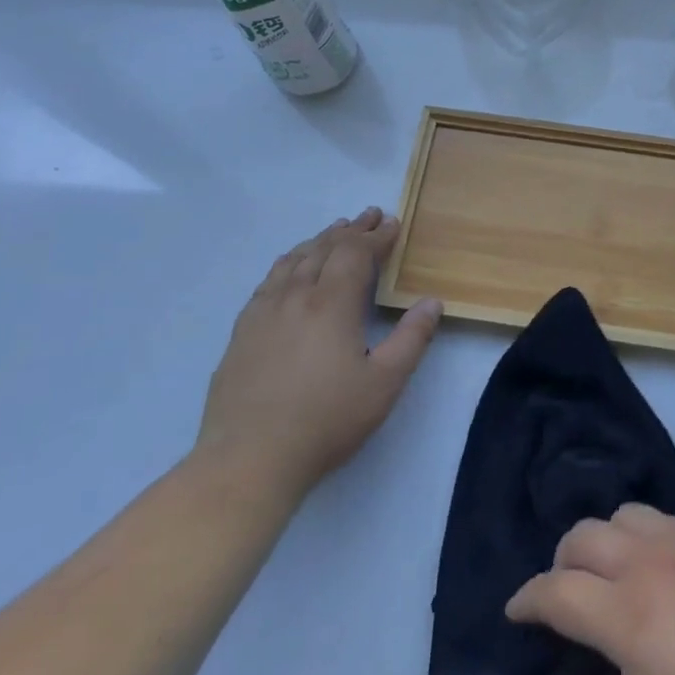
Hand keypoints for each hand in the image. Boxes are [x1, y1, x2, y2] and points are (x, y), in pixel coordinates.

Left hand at [195, 208, 440, 494]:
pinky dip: (290, 261)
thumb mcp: (384, 384)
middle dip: (351, 229)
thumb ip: (412, 339)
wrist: (248, 459)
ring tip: (335, 230)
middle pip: (325, 248)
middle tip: (369, 216)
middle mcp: (296, 295)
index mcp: (332, 303)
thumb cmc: (326, 421)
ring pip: (295, 259)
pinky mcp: (242, 331)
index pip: (357, 253)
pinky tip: (292, 268)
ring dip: (320, 240)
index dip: (377, 236)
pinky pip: (270, 279)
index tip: (393, 224)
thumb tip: (432, 302)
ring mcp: (264, 311)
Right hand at [507, 507, 674, 674]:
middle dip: (559, 564)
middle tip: (562, 600)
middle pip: (583, 535)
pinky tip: (652, 570)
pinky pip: (661, 517)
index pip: (556, 589)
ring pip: (622, 514)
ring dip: (600, 541)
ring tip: (605, 579)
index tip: (515, 614)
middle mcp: (653, 561)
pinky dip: (638, 534)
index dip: (526, 600)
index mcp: (630, 614)